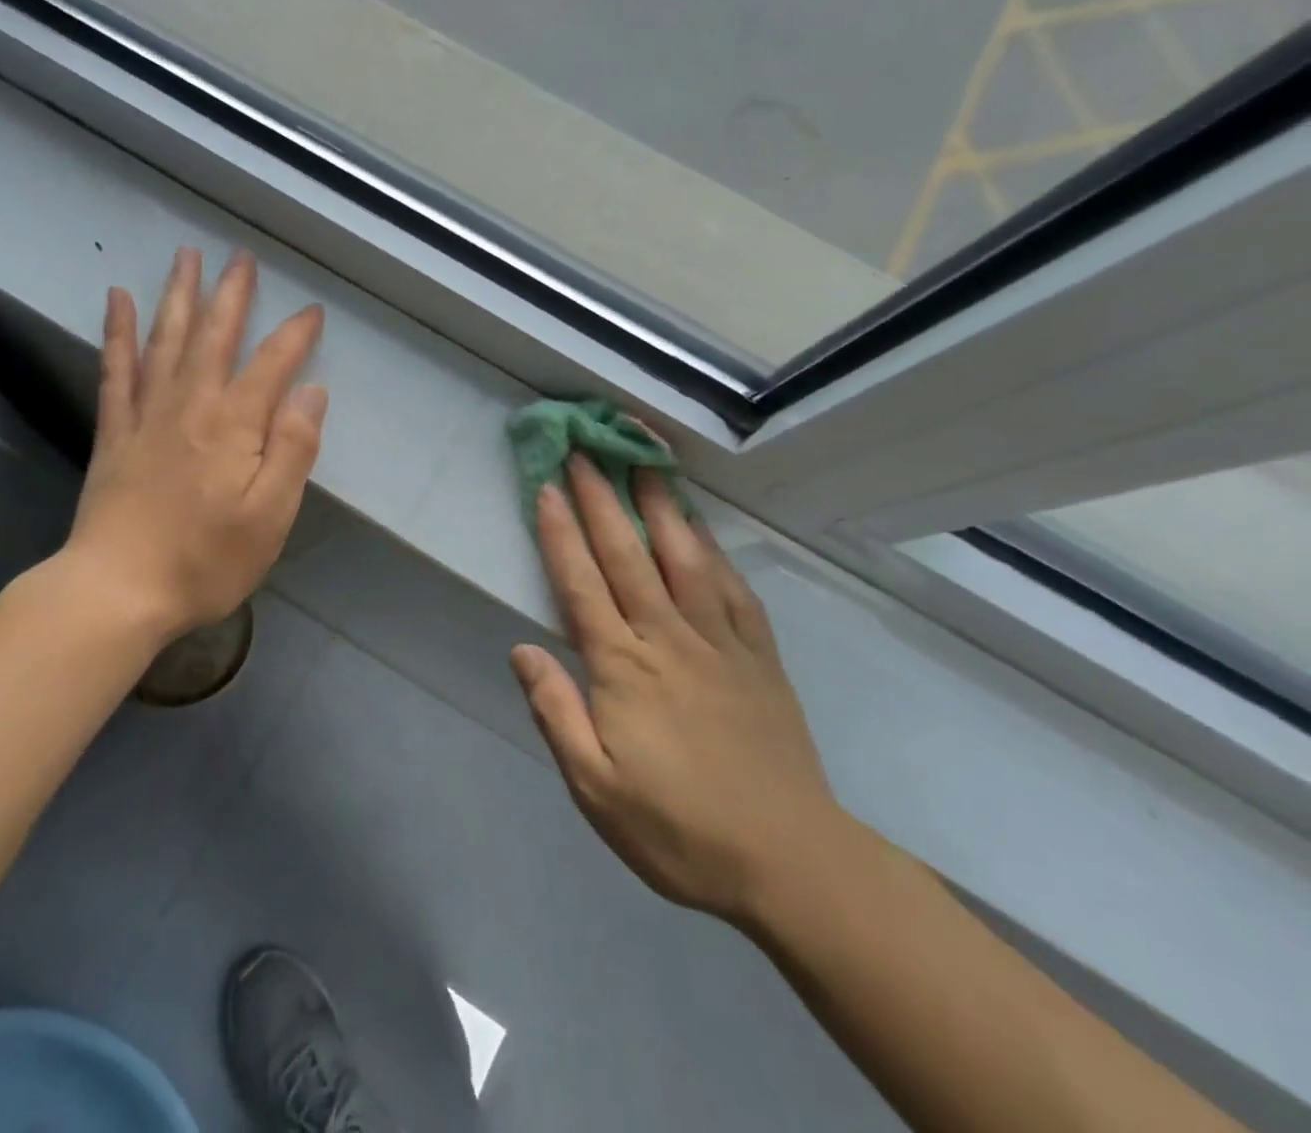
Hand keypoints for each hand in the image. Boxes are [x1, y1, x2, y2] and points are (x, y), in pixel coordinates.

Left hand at [64, 247, 326, 638]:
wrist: (118, 590)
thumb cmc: (205, 560)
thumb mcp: (270, 516)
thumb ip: (292, 449)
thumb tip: (311, 391)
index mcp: (234, 424)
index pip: (272, 364)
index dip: (295, 335)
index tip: (312, 311)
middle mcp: (190, 404)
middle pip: (214, 335)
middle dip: (231, 294)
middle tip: (241, 257)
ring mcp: (146, 414)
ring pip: (165, 339)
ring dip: (178, 295)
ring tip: (186, 256)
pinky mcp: (114, 431)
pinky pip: (115, 369)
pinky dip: (118, 332)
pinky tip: (118, 299)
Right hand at [510, 456, 843, 923]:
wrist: (792, 864)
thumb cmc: (679, 829)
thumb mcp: (595, 788)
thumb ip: (556, 712)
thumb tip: (521, 649)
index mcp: (623, 668)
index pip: (581, 583)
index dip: (561, 532)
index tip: (547, 485)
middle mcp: (669, 639)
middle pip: (628, 555)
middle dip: (603, 498)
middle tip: (586, 449)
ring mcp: (721, 644)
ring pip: (685, 559)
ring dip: (661, 506)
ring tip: (646, 462)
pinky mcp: (761, 659)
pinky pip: (735, 591)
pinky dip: (715, 552)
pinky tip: (704, 531)